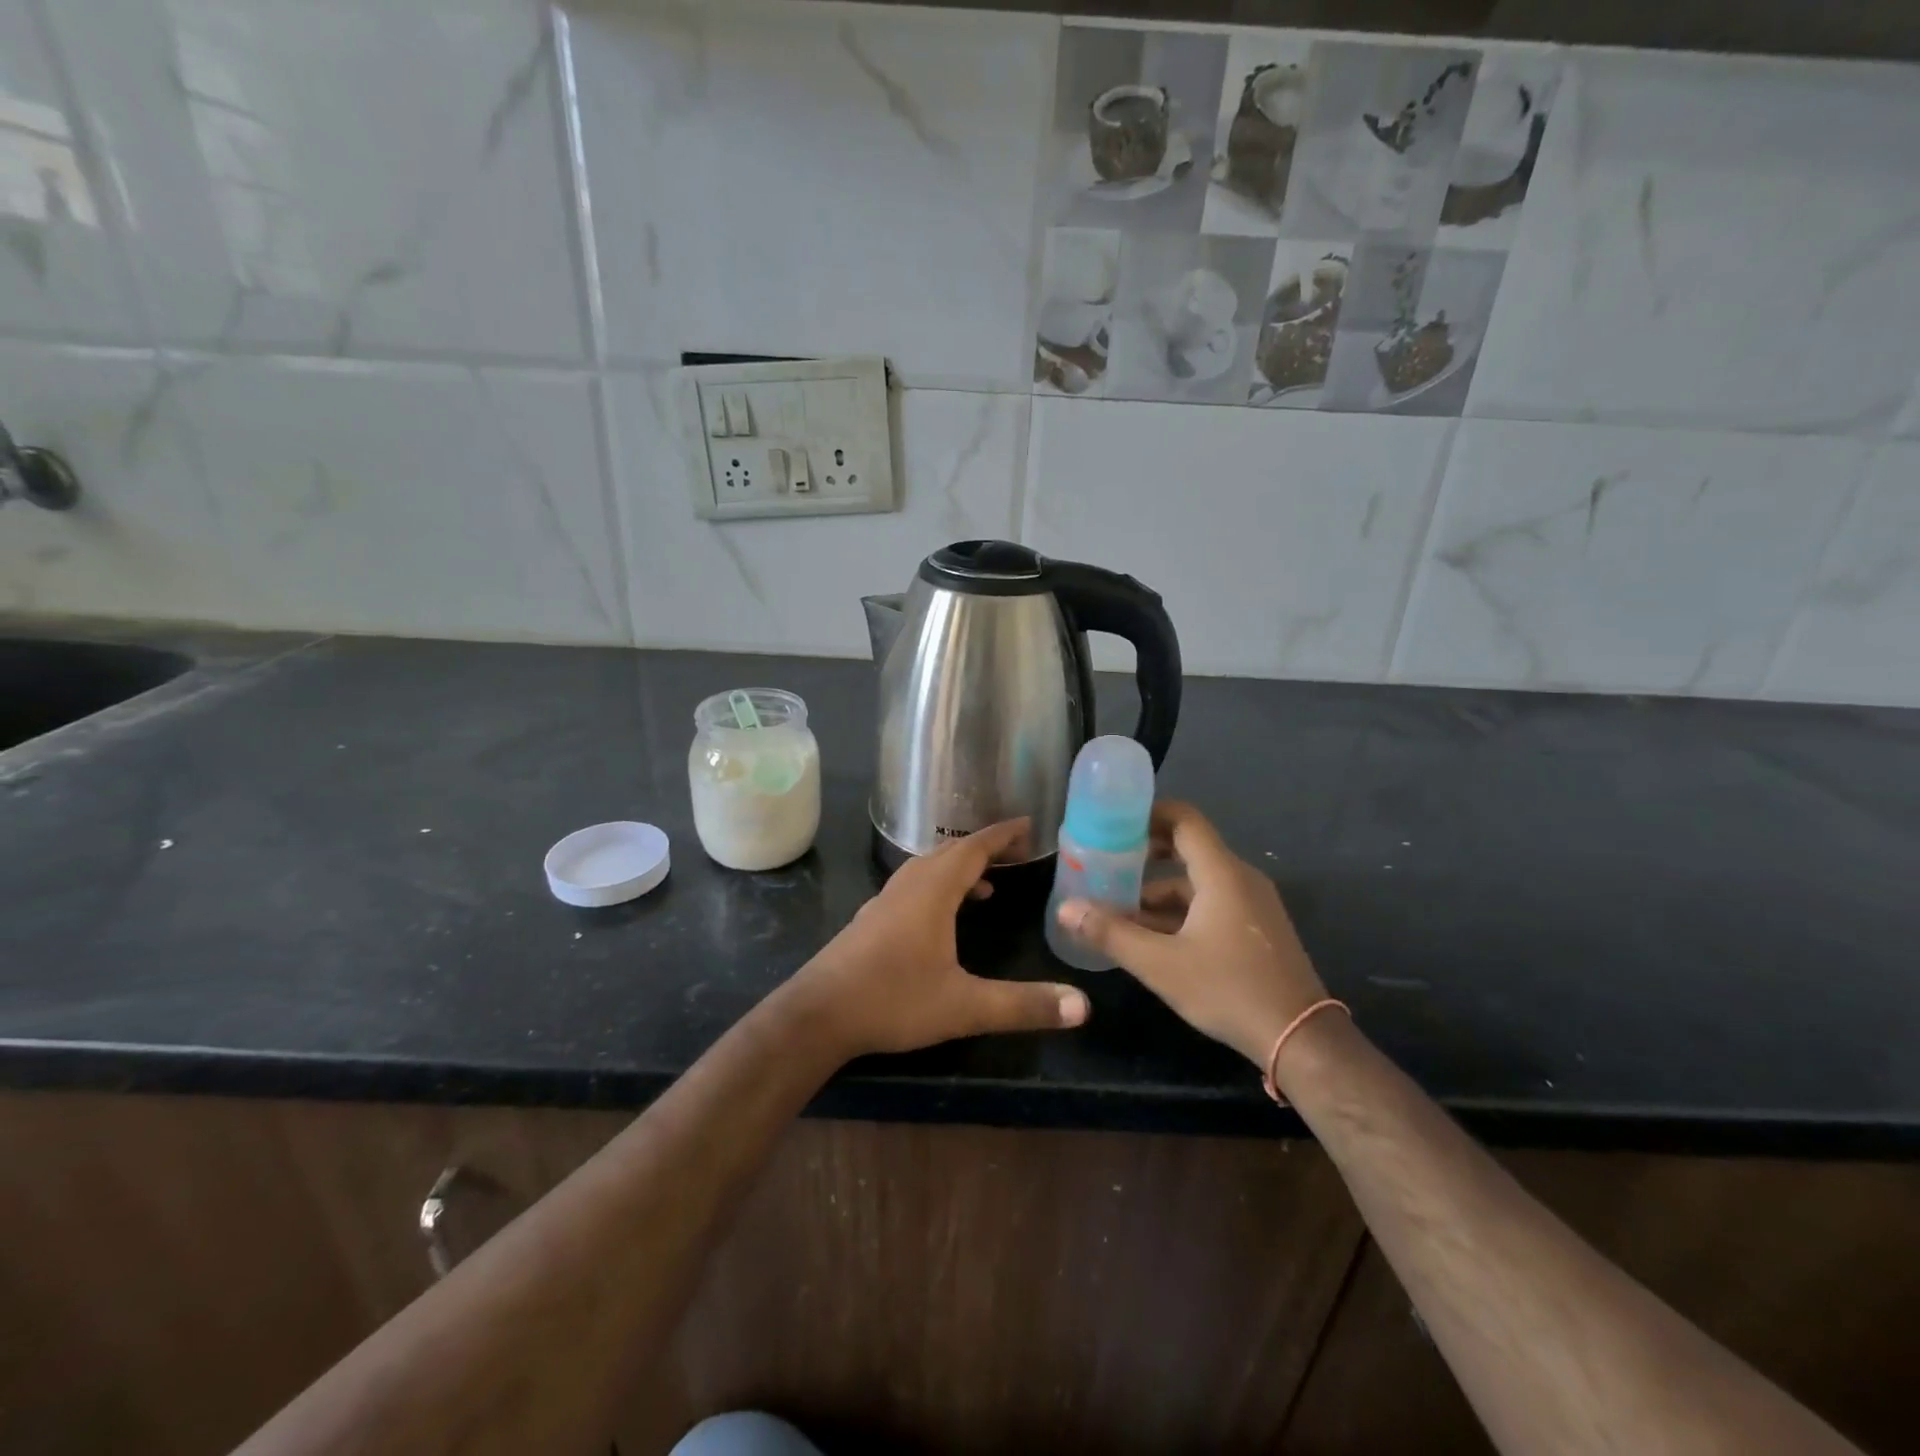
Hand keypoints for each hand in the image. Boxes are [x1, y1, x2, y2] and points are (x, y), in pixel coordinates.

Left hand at [792, 819, 1089, 1058]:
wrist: (816, 1016)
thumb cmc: (892, 1000)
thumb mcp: (964, 1007)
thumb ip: (1023, 1005)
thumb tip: (1083, 1006)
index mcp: (932, 892)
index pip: (973, 849)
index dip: (1001, 835)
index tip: (1028, 825)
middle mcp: (908, 887)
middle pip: (949, 853)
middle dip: (984, 849)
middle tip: (1015, 853)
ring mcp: (885, 902)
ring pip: (927, 870)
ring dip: (959, 869)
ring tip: (986, 887)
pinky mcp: (871, 921)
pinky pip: (912, 888)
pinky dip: (937, 888)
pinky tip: (942, 919)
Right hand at [1058, 801, 1324, 1066]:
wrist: (1301, 1039)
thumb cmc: (1229, 990)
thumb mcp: (1160, 964)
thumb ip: (1111, 934)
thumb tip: (1066, 909)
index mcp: (1222, 874)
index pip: (1184, 820)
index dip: (1149, 813)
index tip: (1114, 822)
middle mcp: (1240, 879)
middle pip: (1188, 849)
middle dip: (1145, 855)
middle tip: (1106, 864)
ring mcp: (1252, 905)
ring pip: (1197, 883)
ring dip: (1158, 892)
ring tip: (1118, 910)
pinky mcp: (1256, 929)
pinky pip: (1211, 904)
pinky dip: (1179, 911)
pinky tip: (1152, 938)